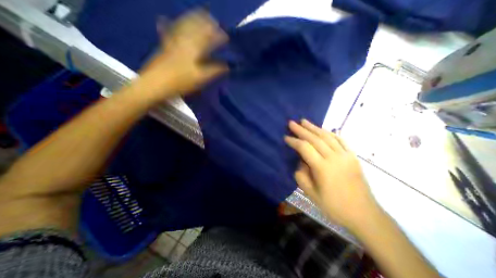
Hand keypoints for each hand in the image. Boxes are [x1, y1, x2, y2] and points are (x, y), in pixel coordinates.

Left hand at [135, 9, 227, 100]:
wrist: (156, 83)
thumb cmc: (181, 81)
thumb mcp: (201, 78)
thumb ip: (214, 70)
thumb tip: (227, 66)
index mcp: (194, 48)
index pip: (209, 39)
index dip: (218, 37)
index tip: (226, 36)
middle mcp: (184, 40)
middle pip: (196, 27)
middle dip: (206, 23)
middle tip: (214, 20)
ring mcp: (172, 40)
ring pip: (183, 25)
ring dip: (192, 19)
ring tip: (199, 14)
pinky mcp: (164, 44)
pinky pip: (167, 30)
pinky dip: (168, 23)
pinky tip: (164, 18)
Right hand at [285, 120, 378, 232]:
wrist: (363, 213)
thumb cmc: (333, 206)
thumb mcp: (310, 193)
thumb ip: (301, 174)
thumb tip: (302, 161)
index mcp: (322, 168)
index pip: (304, 148)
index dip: (294, 141)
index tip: (286, 137)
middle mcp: (334, 158)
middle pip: (315, 139)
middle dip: (301, 130)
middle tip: (292, 123)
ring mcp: (345, 155)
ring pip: (327, 136)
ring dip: (314, 127)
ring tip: (304, 121)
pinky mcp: (353, 156)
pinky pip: (341, 140)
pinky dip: (330, 133)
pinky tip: (323, 129)